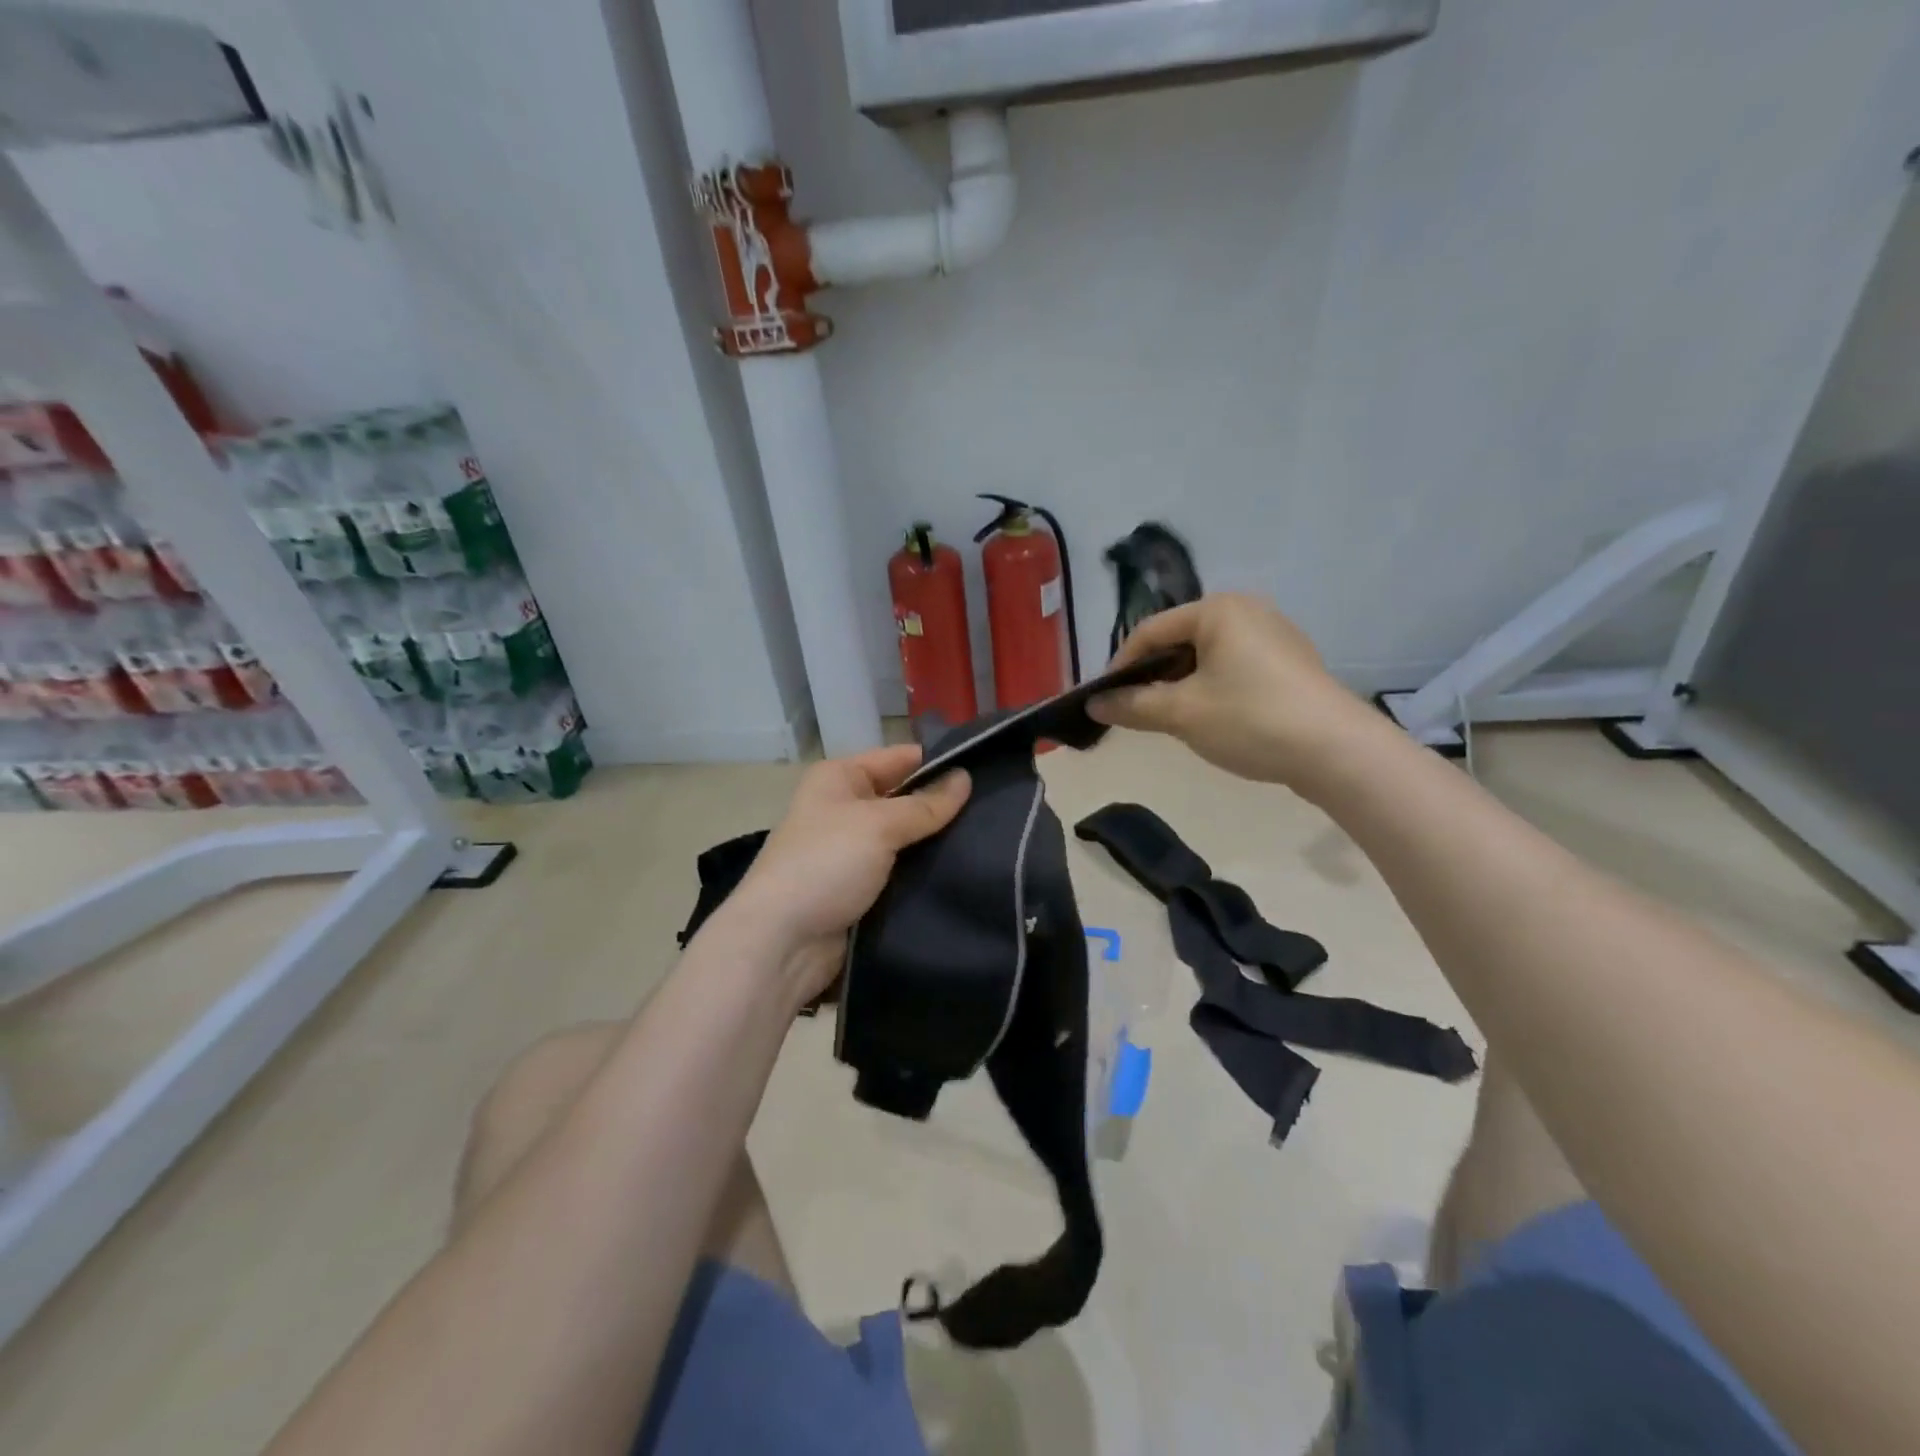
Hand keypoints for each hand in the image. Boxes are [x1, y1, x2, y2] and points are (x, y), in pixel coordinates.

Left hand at [729, 745, 971, 1006]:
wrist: (783, 944)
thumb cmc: (825, 865)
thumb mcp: (878, 825)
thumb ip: (926, 804)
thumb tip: (966, 778)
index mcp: (840, 778)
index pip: (899, 758)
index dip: (940, 763)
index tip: (988, 772)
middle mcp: (844, 808)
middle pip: (905, 799)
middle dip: (943, 807)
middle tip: (998, 811)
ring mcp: (852, 851)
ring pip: (907, 839)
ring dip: (937, 844)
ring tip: (992, 841)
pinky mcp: (861, 889)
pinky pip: (902, 872)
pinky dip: (925, 873)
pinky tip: (965, 872)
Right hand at [1089, 593, 1376, 793]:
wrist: (1337, 752)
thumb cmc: (1250, 719)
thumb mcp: (1181, 714)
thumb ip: (1132, 705)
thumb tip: (1092, 704)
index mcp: (1218, 610)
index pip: (1150, 631)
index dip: (1120, 666)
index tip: (1103, 700)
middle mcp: (1247, 611)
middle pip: (1179, 641)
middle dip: (1152, 676)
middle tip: (1134, 711)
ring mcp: (1274, 636)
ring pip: (1207, 657)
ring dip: (1180, 685)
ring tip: (1169, 719)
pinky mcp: (1291, 664)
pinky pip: (1234, 668)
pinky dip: (1212, 688)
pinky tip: (1211, 720)